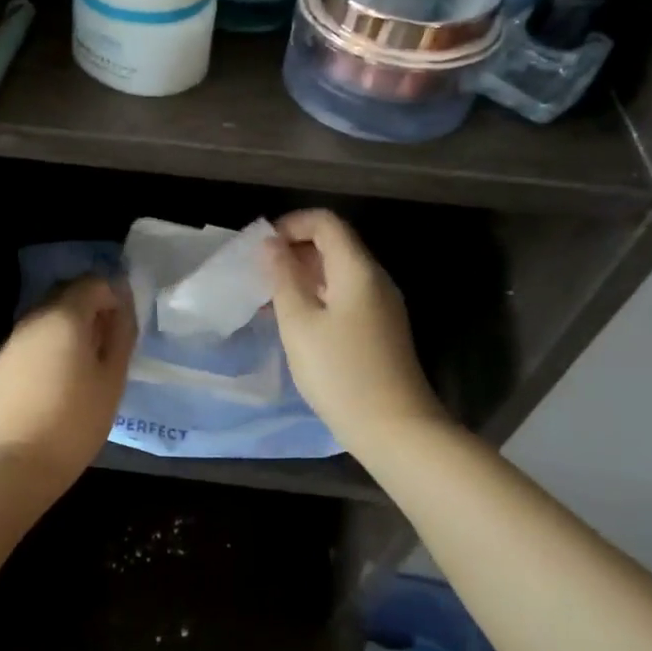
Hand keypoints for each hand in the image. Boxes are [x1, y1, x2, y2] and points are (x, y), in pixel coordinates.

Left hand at [0, 275, 136, 484]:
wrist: (19, 461)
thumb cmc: (77, 419)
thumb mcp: (113, 378)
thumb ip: (121, 334)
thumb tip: (122, 305)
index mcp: (65, 317)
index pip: (93, 283)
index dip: (112, 296)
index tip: (122, 325)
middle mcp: (34, 319)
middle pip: (65, 297)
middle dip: (88, 311)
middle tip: (105, 345)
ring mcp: (11, 342)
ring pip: (44, 321)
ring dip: (65, 331)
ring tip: (80, 367)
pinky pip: (28, 345)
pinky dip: (44, 351)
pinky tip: (51, 384)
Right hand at [265, 210, 449, 455]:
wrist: (394, 428)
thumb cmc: (340, 372)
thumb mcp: (299, 324)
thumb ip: (282, 279)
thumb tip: (270, 244)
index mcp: (357, 269)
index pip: (325, 223)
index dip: (291, 225)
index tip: (260, 247)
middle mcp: (374, 279)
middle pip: (333, 245)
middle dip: (293, 251)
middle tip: (257, 274)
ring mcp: (380, 305)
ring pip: (336, 273)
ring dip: (301, 277)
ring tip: (267, 299)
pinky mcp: (379, 329)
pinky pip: (343, 297)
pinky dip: (315, 298)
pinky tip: (292, 322)